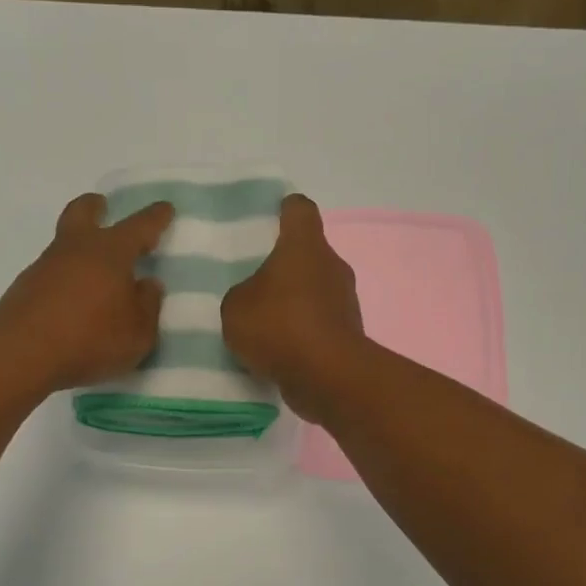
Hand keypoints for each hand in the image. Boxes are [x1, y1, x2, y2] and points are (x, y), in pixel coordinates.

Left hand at [0, 193, 173, 395]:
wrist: (19, 356)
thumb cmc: (90, 340)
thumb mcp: (138, 333)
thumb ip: (148, 306)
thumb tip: (147, 284)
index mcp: (110, 252)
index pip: (139, 226)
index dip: (155, 217)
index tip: (164, 208)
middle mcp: (75, 249)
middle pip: (83, 212)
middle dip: (96, 207)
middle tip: (104, 208)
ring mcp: (44, 267)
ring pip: (64, 244)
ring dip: (80, 249)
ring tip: (95, 275)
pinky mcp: (23, 289)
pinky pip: (51, 274)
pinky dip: (64, 279)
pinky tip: (71, 303)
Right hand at [222, 194, 369, 421]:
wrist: (327, 376)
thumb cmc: (279, 326)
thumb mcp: (236, 307)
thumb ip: (241, 294)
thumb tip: (254, 298)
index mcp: (304, 246)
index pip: (300, 210)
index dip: (285, 209)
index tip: (270, 218)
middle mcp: (331, 265)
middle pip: (308, 252)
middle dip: (284, 264)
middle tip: (255, 279)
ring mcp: (345, 299)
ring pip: (315, 288)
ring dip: (294, 300)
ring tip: (264, 320)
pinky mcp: (348, 331)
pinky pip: (319, 321)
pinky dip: (303, 330)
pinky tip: (279, 348)